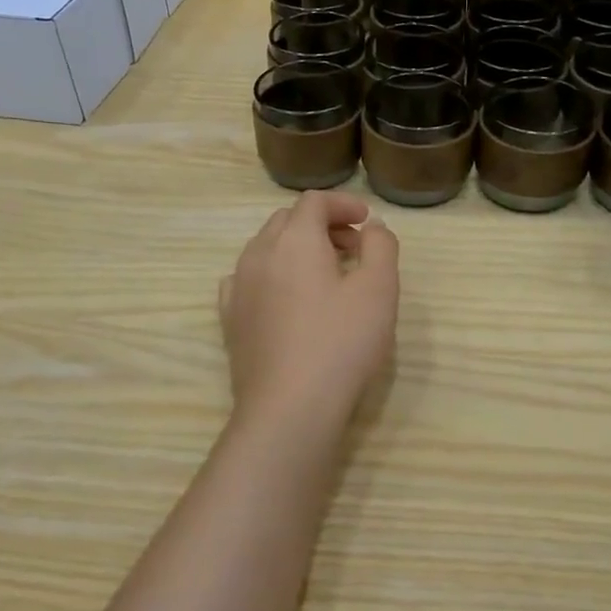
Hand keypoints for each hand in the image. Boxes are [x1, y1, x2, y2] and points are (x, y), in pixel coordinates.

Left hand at [219, 191, 399, 439]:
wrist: (288, 408)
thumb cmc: (341, 343)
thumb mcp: (379, 289)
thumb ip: (380, 246)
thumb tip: (371, 227)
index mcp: (295, 240)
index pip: (314, 201)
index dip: (343, 204)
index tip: (367, 222)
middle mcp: (259, 253)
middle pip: (288, 220)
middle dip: (322, 224)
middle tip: (353, 248)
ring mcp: (239, 287)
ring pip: (266, 248)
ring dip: (297, 248)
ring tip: (325, 274)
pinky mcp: (230, 319)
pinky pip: (248, 278)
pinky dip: (272, 274)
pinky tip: (287, 298)